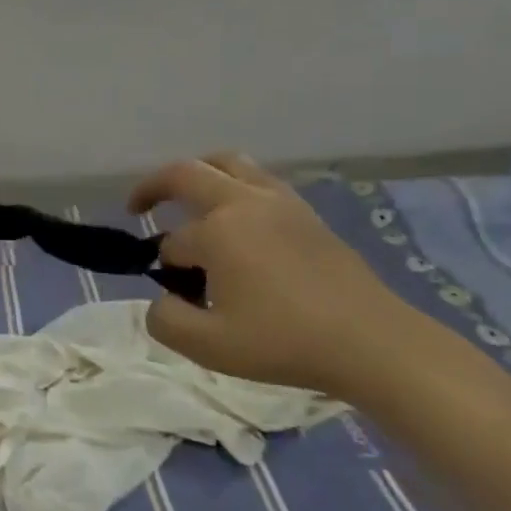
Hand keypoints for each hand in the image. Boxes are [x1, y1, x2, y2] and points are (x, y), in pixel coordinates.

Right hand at [129, 152, 445, 399]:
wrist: (372, 342)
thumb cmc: (286, 342)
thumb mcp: (211, 347)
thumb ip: (166, 321)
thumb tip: (161, 300)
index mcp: (217, 231)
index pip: (173, 243)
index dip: (167, 267)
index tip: (178, 293)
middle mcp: (243, 202)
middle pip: (186, 173)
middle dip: (154, 186)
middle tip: (138, 205)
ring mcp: (278, 201)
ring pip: (227, 163)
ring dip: (198, 173)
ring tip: (189, 197)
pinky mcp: (305, 211)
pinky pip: (258, 178)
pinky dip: (234, 183)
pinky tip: (238, 214)